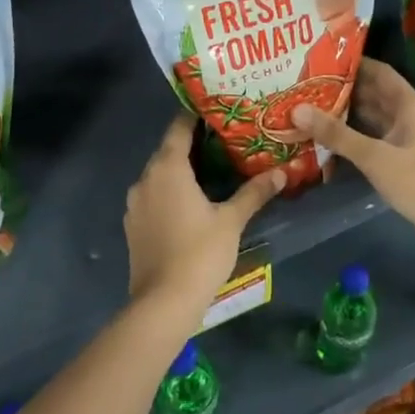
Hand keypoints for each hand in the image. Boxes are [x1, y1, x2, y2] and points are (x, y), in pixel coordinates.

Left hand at [125, 112, 282, 324]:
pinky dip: (171, 192)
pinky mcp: (133, 226)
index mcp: (167, 168)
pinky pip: (154, 197)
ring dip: (182, 171)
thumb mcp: (232, 220)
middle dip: (194, 144)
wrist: (163, 303)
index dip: (196, 116)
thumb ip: (254, 192)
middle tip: (225, 140)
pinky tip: (192, 202)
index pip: (179, 128)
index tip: (218, 110)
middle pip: (168, 151)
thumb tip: (281, 172)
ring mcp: (135, 204)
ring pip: (160, 175)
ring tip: (213, 170)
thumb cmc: (200, 253)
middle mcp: (145, 179)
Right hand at [294, 58, 414, 244]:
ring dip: (344, 113)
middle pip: (371, 93)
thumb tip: (297, 109)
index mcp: (407, 103)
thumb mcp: (375, 156)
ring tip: (308, 107)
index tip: (319, 59)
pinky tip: (326, 137)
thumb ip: (336, 134)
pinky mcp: (399, 158)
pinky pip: (371, 138)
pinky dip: (351, 135)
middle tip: (305, 84)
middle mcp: (406, 114)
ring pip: (370, 117)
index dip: (351, 63)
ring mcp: (404, 137)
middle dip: (341, 88)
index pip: (377, 71)